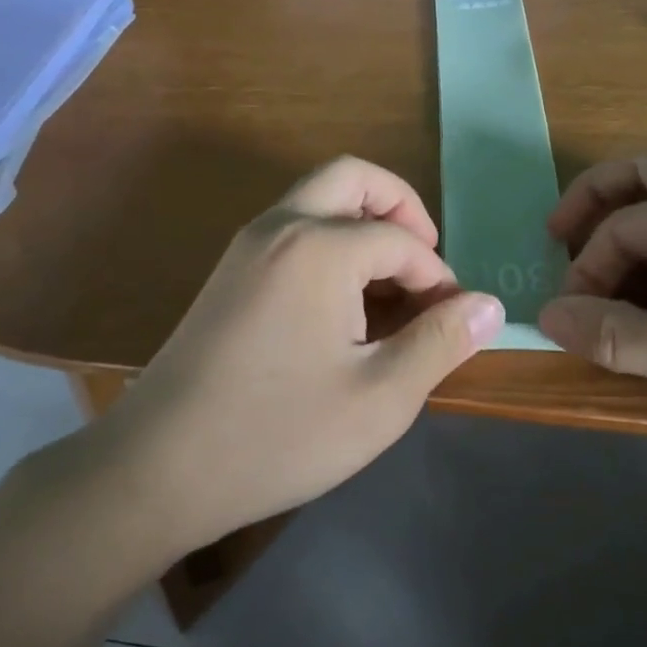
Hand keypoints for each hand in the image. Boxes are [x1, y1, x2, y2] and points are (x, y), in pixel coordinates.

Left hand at [98, 157, 503, 553]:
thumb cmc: (278, 434)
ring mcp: (246, 246)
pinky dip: (330, 244)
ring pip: (318, 200)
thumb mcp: (379, 398)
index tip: (451, 323)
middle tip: (425, 263)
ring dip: (363, 225)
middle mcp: (280, 226)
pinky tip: (342, 308)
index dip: (438, 278)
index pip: (402, 241)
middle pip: (352, 178)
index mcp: (319, 246)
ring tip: (390, 292)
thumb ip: (440, 342)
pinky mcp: (228, 273)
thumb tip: (489, 305)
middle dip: (400, 209)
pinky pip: (292, 230)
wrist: (156, 468)